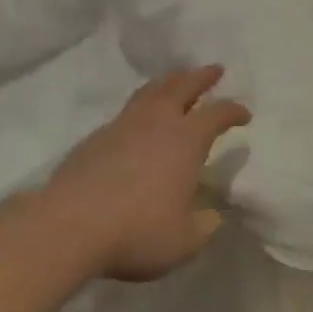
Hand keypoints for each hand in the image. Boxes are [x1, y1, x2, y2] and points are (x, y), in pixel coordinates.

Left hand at [43, 65, 250, 281]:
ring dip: (169, 82)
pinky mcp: (94, 139)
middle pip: (182, 86)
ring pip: (151, 91)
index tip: (244, 114)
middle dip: (201, 76)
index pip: (217, 114)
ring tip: (176, 80)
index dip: (234, 111)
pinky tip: (140, 120)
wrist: (68, 227)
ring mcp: (122, 126)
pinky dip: (141, 106)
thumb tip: (211, 215)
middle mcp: (157, 123)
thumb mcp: (184, 241)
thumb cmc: (137, 231)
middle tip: (214, 69)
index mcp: (186, 140)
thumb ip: (204, 226)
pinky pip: (126, 112)